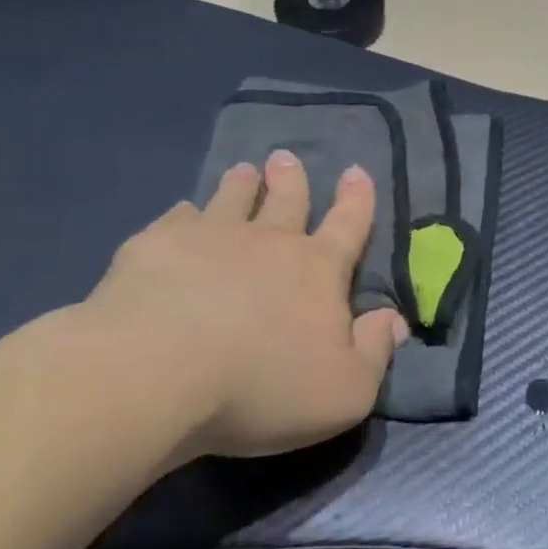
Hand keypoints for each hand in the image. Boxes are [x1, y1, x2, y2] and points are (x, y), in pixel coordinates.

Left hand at [82, 151, 406, 457]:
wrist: (155, 374)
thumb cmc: (261, 386)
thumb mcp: (344, 391)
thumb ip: (374, 352)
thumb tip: (393, 321)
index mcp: (318, 270)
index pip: (348, 225)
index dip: (356, 199)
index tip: (355, 171)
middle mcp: (269, 242)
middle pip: (286, 200)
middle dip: (290, 179)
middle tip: (285, 157)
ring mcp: (209, 238)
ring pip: (231, 199)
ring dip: (240, 184)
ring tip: (242, 169)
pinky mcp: (154, 247)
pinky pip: (174, 220)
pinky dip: (182, 215)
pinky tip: (179, 215)